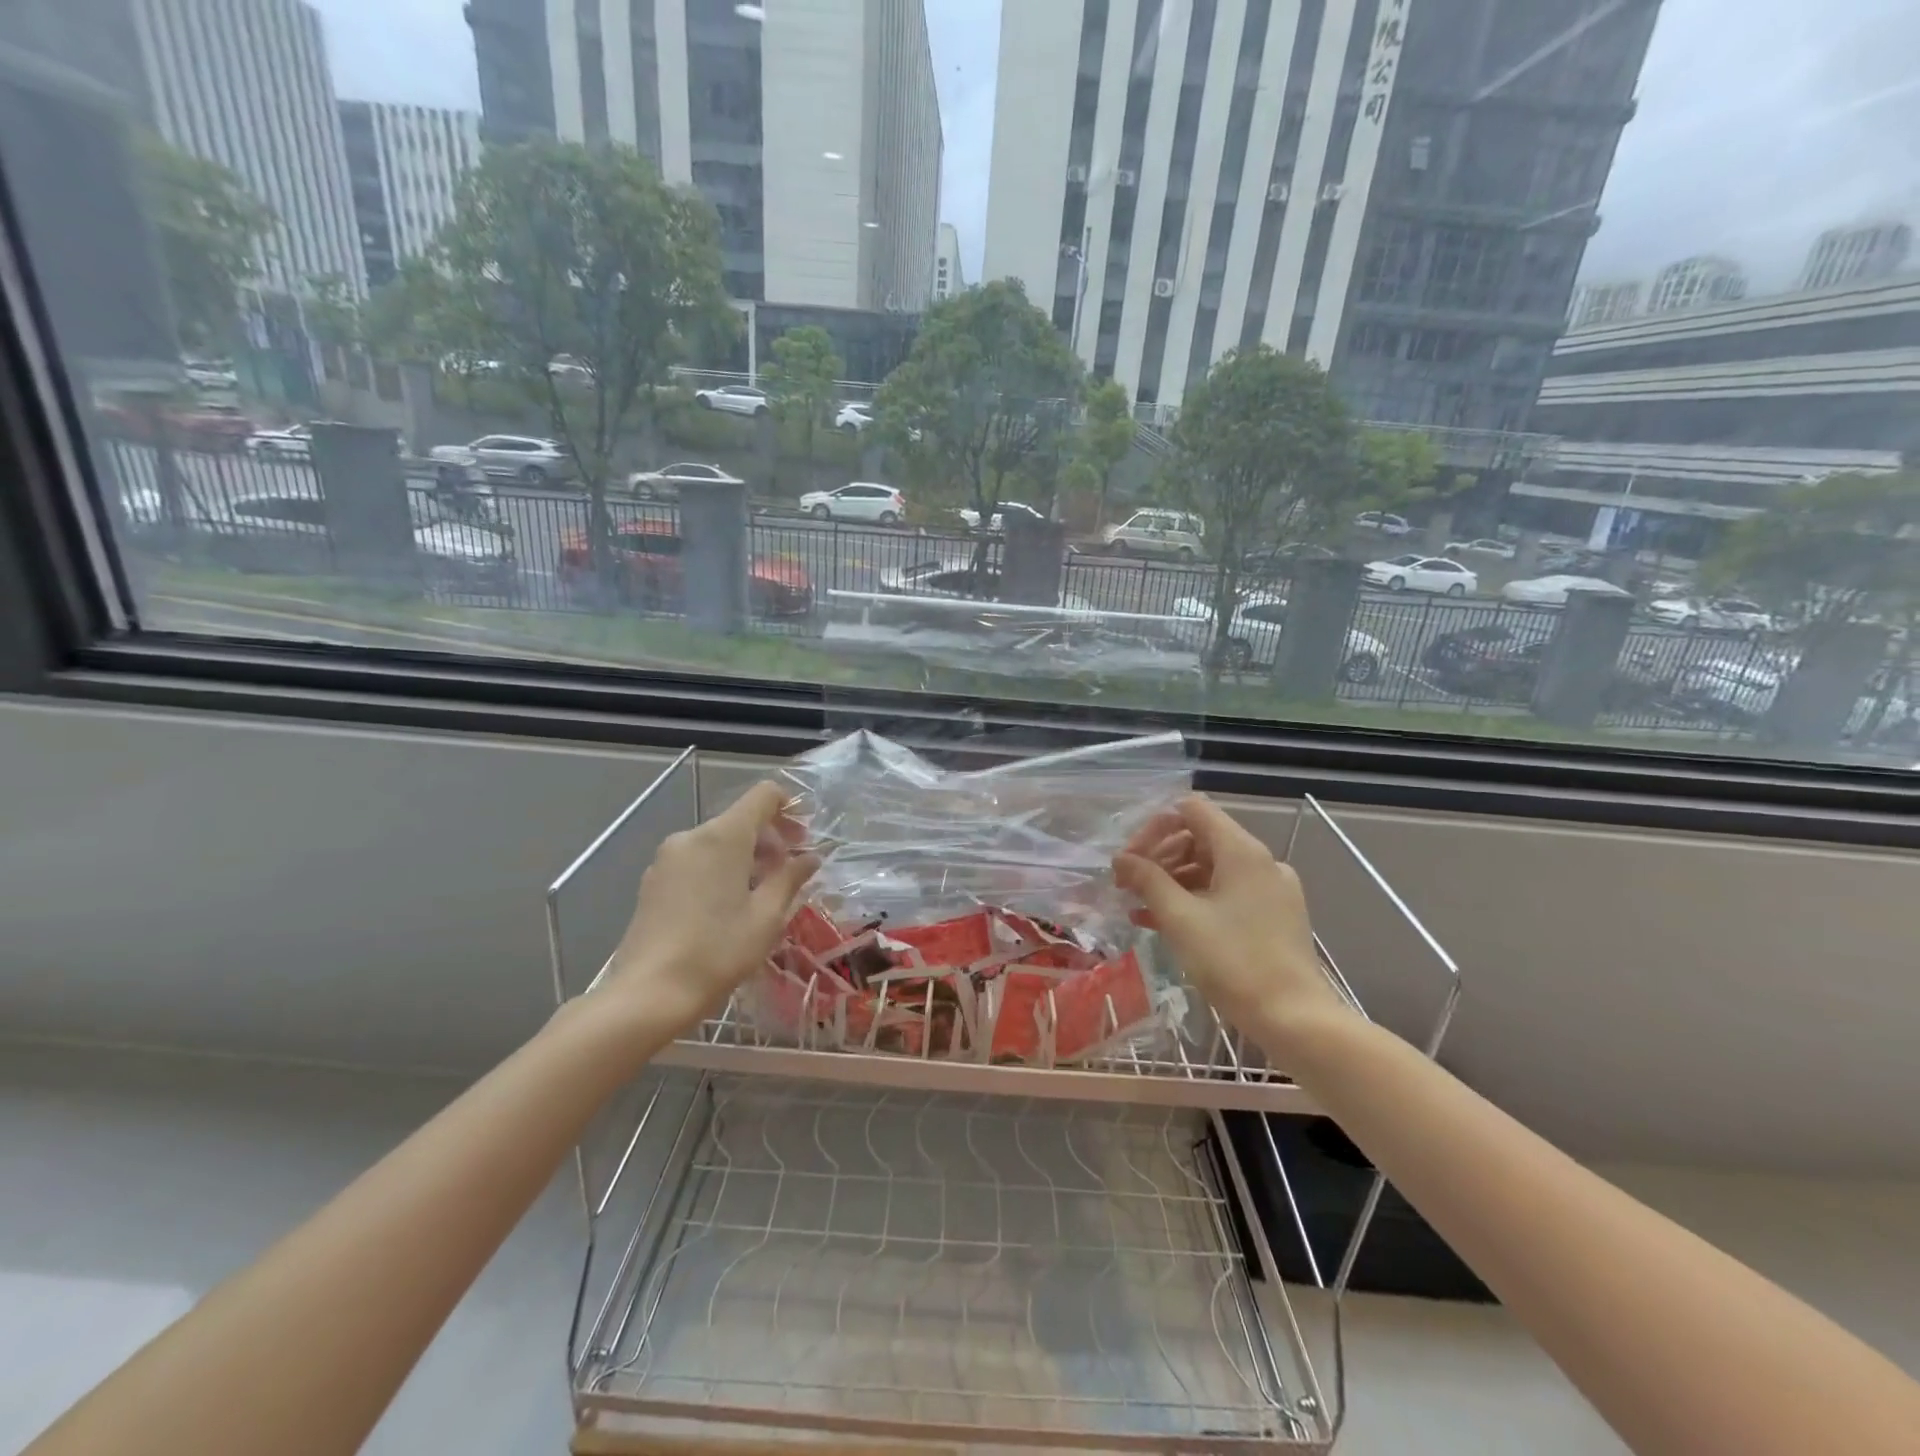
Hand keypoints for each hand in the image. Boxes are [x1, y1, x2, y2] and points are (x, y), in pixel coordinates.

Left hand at [604, 781, 820, 1033]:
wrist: (649, 993)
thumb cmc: (718, 950)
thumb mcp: (767, 916)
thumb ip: (790, 878)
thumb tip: (810, 857)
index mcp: (724, 836)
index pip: (763, 795)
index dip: (790, 806)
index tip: (805, 836)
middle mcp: (693, 836)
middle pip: (741, 819)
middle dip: (771, 839)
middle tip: (791, 872)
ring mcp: (668, 858)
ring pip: (718, 842)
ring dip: (747, 857)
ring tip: (763, 895)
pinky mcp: (653, 880)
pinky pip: (697, 860)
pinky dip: (721, 870)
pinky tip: (729, 906)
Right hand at [1114, 795, 1352, 1053]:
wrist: (1294, 1019)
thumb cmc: (1233, 962)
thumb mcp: (1180, 918)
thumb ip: (1147, 880)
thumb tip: (1121, 858)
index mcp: (1241, 851)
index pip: (1191, 810)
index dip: (1154, 827)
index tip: (1129, 859)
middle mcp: (1260, 861)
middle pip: (1199, 837)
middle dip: (1159, 856)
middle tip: (1127, 885)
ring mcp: (1270, 889)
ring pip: (1210, 868)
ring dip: (1172, 880)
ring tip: (1139, 907)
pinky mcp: (1273, 915)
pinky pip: (1226, 893)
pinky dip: (1194, 900)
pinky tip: (1164, 923)